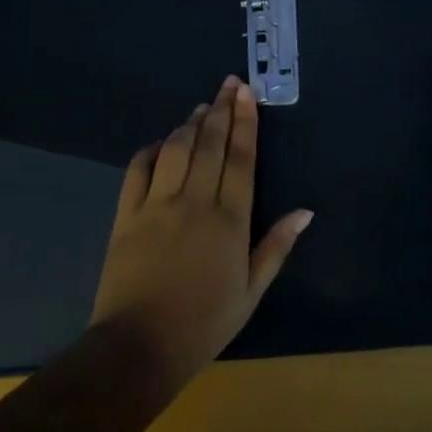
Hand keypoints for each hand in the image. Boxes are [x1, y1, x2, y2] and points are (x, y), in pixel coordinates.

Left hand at [90, 77, 311, 387]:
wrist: (139, 348)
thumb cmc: (204, 323)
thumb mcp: (251, 292)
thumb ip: (277, 246)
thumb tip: (305, 211)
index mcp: (230, 219)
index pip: (241, 158)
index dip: (245, 122)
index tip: (246, 93)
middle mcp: (195, 201)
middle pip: (210, 144)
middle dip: (222, 110)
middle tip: (229, 84)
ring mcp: (157, 205)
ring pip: (177, 149)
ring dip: (191, 124)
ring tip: (202, 107)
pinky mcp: (126, 215)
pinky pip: (138, 169)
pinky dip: (152, 149)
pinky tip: (163, 141)